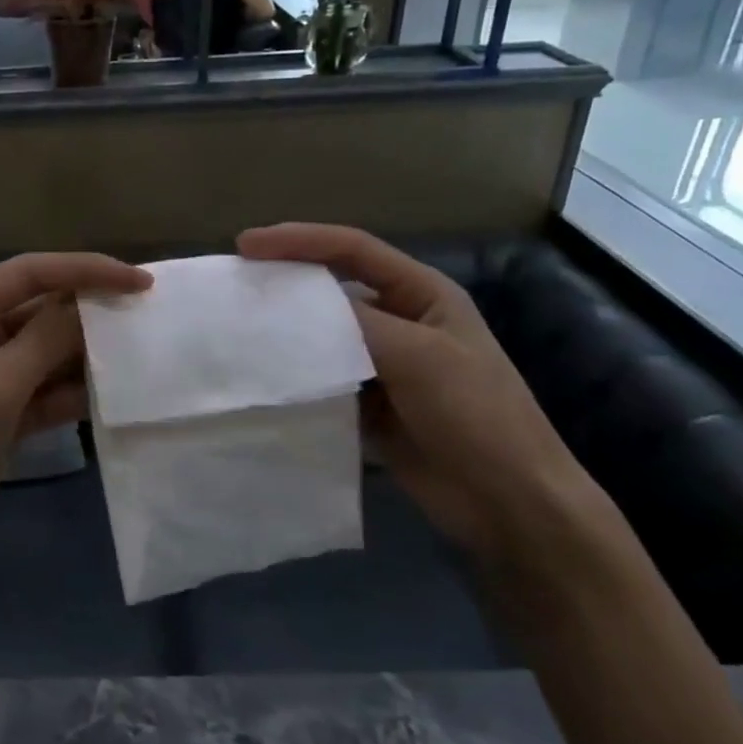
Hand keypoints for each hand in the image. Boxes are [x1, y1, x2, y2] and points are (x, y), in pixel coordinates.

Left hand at [0, 253, 150, 583]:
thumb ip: (44, 342)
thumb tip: (90, 305)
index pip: (29, 274)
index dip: (84, 270)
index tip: (139, 282)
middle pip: (41, 311)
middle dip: (90, 312)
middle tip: (148, 316)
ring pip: (48, 354)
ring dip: (88, 354)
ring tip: (143, 353)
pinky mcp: (3, 416)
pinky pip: (47, 393)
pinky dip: (76, 393)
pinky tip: (115, 395)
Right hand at [238, 223, 600, 565]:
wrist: (507, 502)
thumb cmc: (476, 415)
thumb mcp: (420, 356)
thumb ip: (356, 324)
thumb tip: (292, 306)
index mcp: (422, 294)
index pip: (353, 249)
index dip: (299, 240)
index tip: (246, 245)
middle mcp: (400, 321)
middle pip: (332, 288)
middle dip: (286, 282)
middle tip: (236, 285)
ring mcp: (383, 364)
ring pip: (323, 335)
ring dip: (286, 331)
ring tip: (238, 329)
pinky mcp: (369, 403)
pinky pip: (323, 377)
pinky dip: (296, 375)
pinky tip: (264, 376)